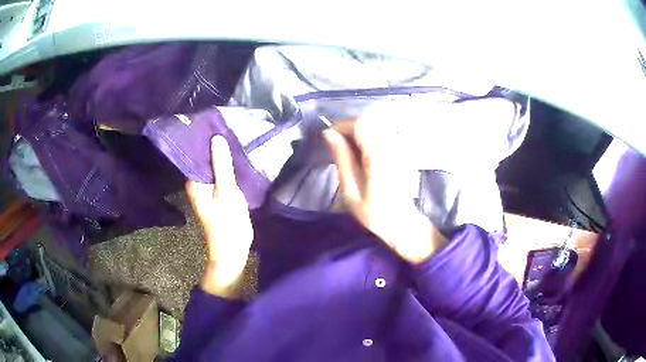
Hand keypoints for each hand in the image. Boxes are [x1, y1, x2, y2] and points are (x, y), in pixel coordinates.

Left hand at [186, 136, 253, 297]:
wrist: (233, 249)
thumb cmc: (228, 222)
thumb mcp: (226, 191)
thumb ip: (221, 165)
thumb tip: (216, 138)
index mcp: (194, 181)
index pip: (194, 153)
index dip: (202, 137)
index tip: (213, 121)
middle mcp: (197, 183)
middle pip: (204, 158)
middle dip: (213, 143)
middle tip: (227, 124)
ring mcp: (208, 188)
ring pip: (213, 165)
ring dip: (221, 154)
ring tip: (233, 134)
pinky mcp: (218, 193)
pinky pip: (220, 174)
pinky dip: (227, 165)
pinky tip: (236, 155)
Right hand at [323, 119, 447, 264]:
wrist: (402, 223)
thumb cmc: (374, 213)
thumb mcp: (351, 189)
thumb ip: (342, 158)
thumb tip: (329, 134)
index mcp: (378, 155)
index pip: (360, 123)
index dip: (341, 125)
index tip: (329, 137)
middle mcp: (391, 145)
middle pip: (368, 120)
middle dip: (349, 127)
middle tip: (337, 144)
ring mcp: (399, 146)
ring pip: (376, 124)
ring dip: (359, 131)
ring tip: (349, 149)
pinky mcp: (401, 150)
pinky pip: (383, 133)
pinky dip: (369, 136)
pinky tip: (363, 153)